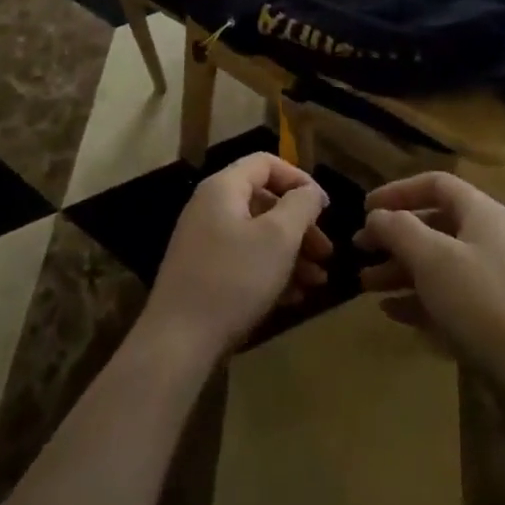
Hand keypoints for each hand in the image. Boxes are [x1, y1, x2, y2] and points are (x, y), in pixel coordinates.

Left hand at [140, 153, 333, 361]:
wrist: (178, 341)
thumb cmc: (233, 279)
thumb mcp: (278, 238)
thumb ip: (300, 206)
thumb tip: (310, 192)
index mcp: (224, 188)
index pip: (266, 163)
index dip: (299, 179)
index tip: (325, 208)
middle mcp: (211, 207)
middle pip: (264, 201)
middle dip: (300, 225)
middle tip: (326, 252)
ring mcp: (205, 241)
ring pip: (257, 234)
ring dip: (291, 253)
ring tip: (317, 281)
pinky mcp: (204, 273)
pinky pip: (244, 259)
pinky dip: (271, 271)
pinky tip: (294, 298)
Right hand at [355, 173, 504, 396]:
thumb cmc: (483, 304)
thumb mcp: (432, 259)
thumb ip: (398, 230)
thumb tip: (377, 216)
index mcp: (481, 213)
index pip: (435, 184)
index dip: (397, 191)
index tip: (365, 209)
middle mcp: (489, 239)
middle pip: (434, 225)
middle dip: (394, 236)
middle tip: (359, 250)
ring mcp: (494, 280)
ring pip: (438, 263)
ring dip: (400, 270)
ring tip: (365, 285)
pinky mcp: (494, 318)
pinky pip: (448, 297)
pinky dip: (419, 299)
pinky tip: (392, 312)